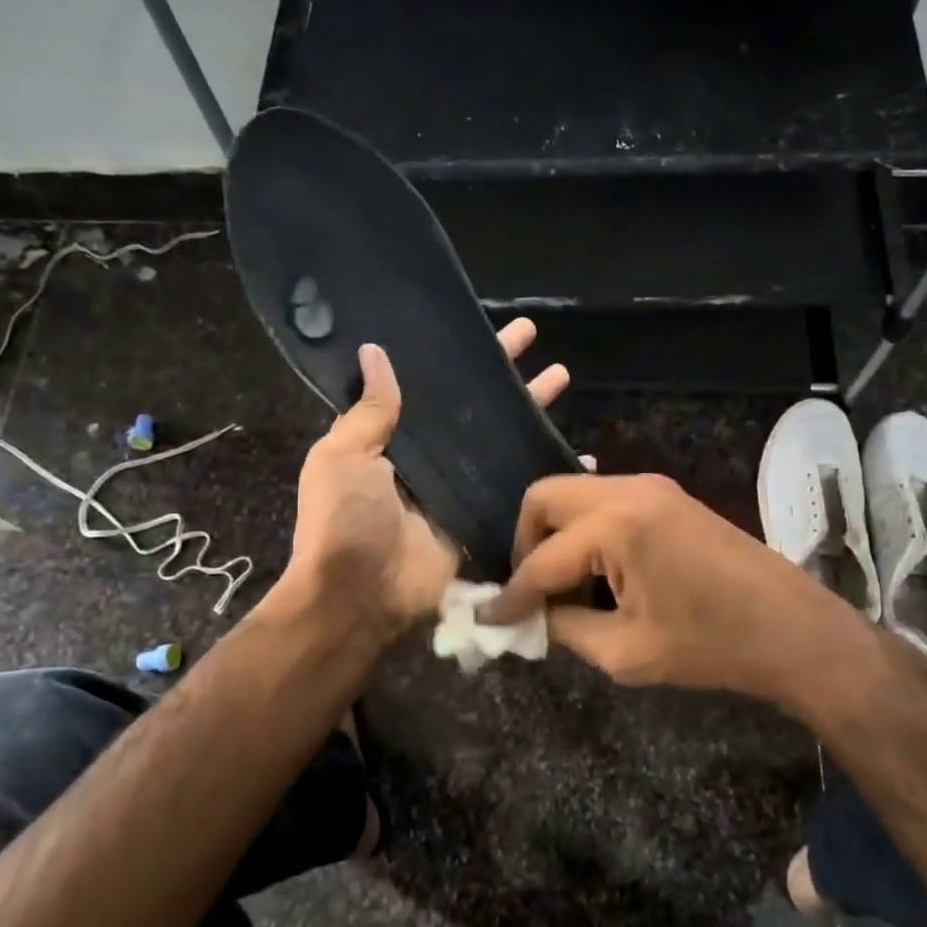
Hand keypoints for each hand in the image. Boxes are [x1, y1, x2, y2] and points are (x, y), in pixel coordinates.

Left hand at [284, 319, 571, 637]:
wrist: (359, 597)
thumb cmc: (344, 521)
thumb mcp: (342, 457)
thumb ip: (368, 411)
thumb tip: (376, 352)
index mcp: (396, 441)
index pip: (436, 388)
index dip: (463, 359)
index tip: (488, 329)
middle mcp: (433, 461)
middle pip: (477, 410)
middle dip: (505, 376)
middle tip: (536, 338)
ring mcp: (462, 491)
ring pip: (504, 443)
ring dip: (532, 413)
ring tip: (564, 377)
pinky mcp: (485, 521)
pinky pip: (520, 491)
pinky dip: (549, 474)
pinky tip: (583, 456)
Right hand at [483, 473, 875, 705]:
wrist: (794, 629)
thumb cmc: (712, 646)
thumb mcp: (626, 650)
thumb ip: (565, 627)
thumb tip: (533, 616)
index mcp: (617, 525)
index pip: (541, 559)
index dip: (511, 593)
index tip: (488, 617)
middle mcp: (628, 489)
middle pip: (545, 497)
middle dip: (525, 543)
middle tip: (531, 591)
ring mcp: (651, 486)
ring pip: (574, 494)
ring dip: (557, 535)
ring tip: (565, 587)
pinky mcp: (667, 495)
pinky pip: (604, 501)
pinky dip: (586, 531)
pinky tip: (598, 572)